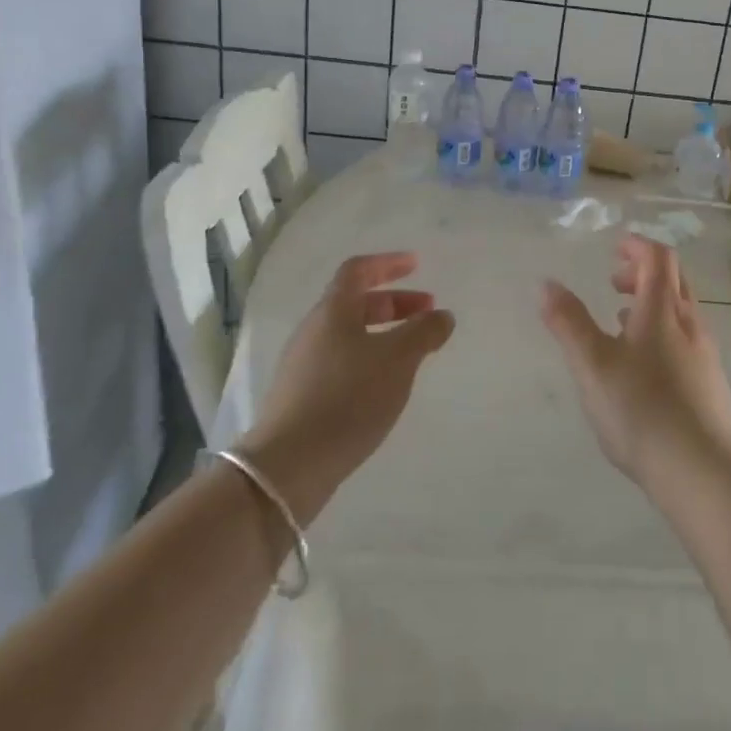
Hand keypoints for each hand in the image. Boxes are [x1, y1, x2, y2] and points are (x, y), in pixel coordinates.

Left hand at [242, 252, 453, 522]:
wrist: (289, 467)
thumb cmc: (348, 398)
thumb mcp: (398, 360)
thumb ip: (424, 332)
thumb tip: (442, 316)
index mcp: (333, 311)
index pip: (358, 270)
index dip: (388, 263)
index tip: (416, 265)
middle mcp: (314, 331)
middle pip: (355, 303)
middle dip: (394, 302)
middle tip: (427, 313)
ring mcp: (303, 365)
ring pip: (349, 335)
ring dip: (383, 333)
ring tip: (413, 352)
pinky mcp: (301, 397)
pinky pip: (341, 362)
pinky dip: (369, 359)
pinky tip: (385, 385)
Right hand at [540, 235, 730, 494]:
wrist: (703, 473)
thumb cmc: (641, 410)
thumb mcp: (592, 365)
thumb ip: (569, 322)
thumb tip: (547, 284)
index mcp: (662, 310)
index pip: (658, 257)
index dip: (637, 246)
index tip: (614, 249)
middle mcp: (690, 324)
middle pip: (674, 279)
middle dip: (643, 272)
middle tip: (613, 282)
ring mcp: (705, 355)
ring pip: (680, 312)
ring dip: (652, 304)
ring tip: (620, 322)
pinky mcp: (710, 385)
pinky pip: (686, 340)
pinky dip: (662, 332)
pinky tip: (643, 367)